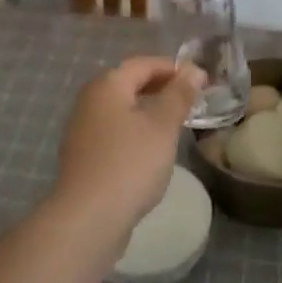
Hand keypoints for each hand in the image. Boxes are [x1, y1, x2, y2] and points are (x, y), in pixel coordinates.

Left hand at [53, 58, 203, 226]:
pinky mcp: (83, 156)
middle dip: (160, 87)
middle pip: (128, 83)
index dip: (172, 68)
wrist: (88, 218)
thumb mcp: (163, 126)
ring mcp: (82, 130)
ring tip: (175, 124)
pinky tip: (151, 150)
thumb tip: (193, 69)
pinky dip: (135, 131)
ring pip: (120, 109)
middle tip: (190, 100)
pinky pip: (113, 131)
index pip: (142, 64)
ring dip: (147, 110)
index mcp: (107, 86)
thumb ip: (178, 95)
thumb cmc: (130, 164)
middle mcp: (89, 101)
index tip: (200, 80)